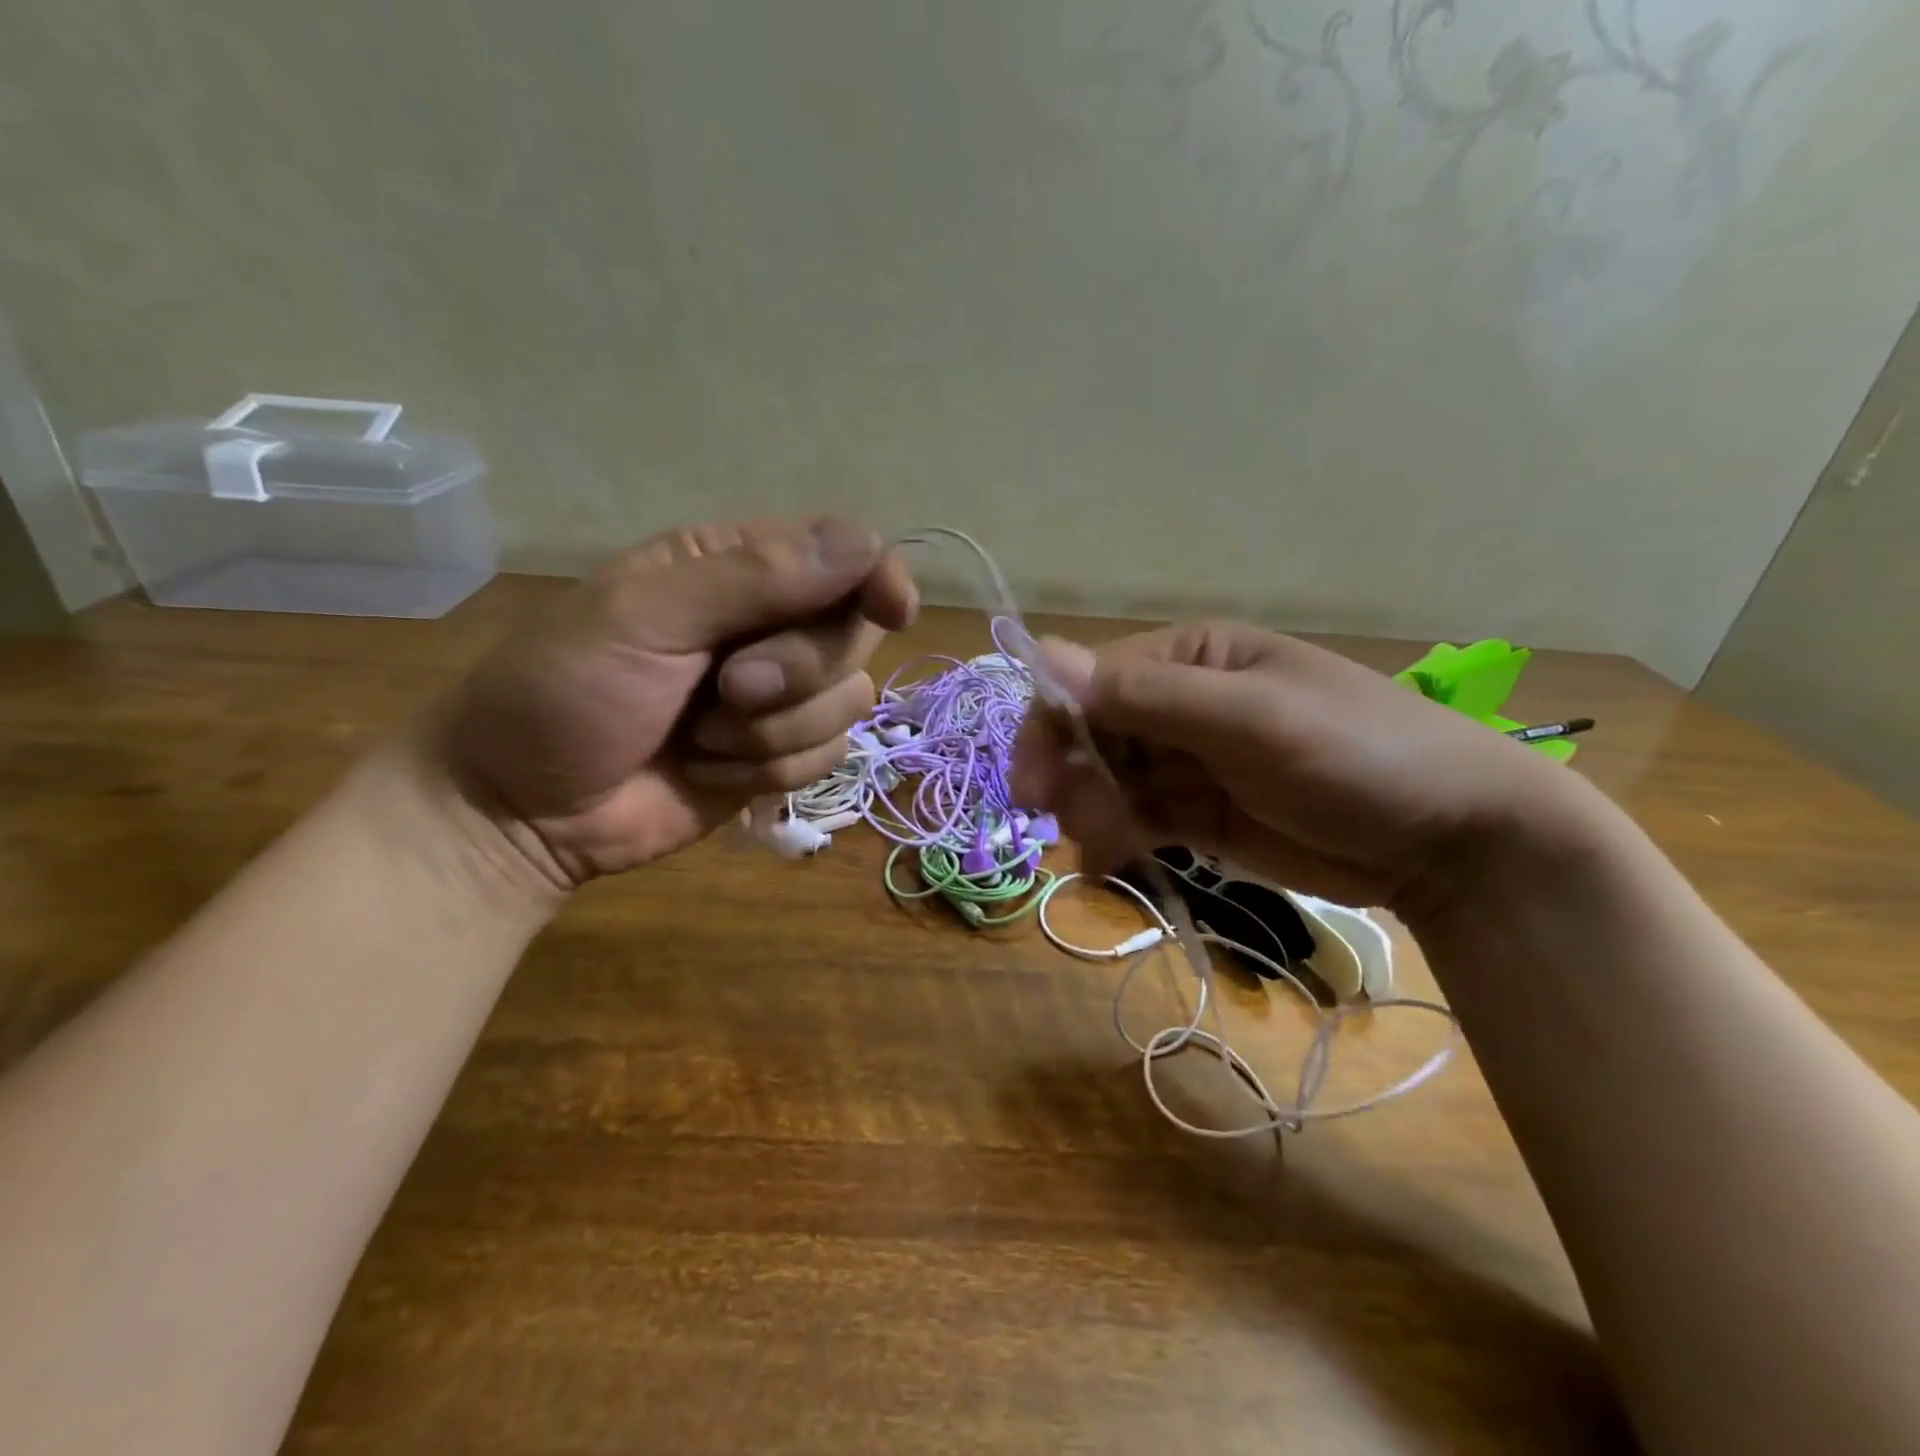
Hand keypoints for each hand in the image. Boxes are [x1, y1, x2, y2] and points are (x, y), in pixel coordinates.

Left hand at [441, 516, 915, 885]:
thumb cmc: (564, 692)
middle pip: (855, 633)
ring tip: (701, 738)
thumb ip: (753, 577)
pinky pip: (829, 755)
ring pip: (848, 701)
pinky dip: (770, 771)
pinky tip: (710, 770)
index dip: (877, 576)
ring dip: (775, 731)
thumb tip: (865, 546)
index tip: (893, 608)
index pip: (844, 552)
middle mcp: (771, 624)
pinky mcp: (783, 756)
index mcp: (735, 567)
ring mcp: (781, 696)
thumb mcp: (642, 618)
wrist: (525, 809)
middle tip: (728, 688)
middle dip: (797, 671)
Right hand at [1011, 620, 1588, 913]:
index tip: (1034, 786)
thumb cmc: (1358, 754)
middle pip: (1092, 734)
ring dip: (1091, 813)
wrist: (1453, 840)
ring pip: (1107, 781)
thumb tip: (1044, 656)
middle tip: (1073, 828)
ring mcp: (1189, 761)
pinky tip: (1111, 865)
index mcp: (1192, 656)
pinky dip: (1116, 839)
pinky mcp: (1199, 813)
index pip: (1091, 681)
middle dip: (1073, 778)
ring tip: (1106, 851)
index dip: (1053, 727)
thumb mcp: (1252, 719)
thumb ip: (1148, 696)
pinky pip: (1136, 818)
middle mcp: (1181, 702)